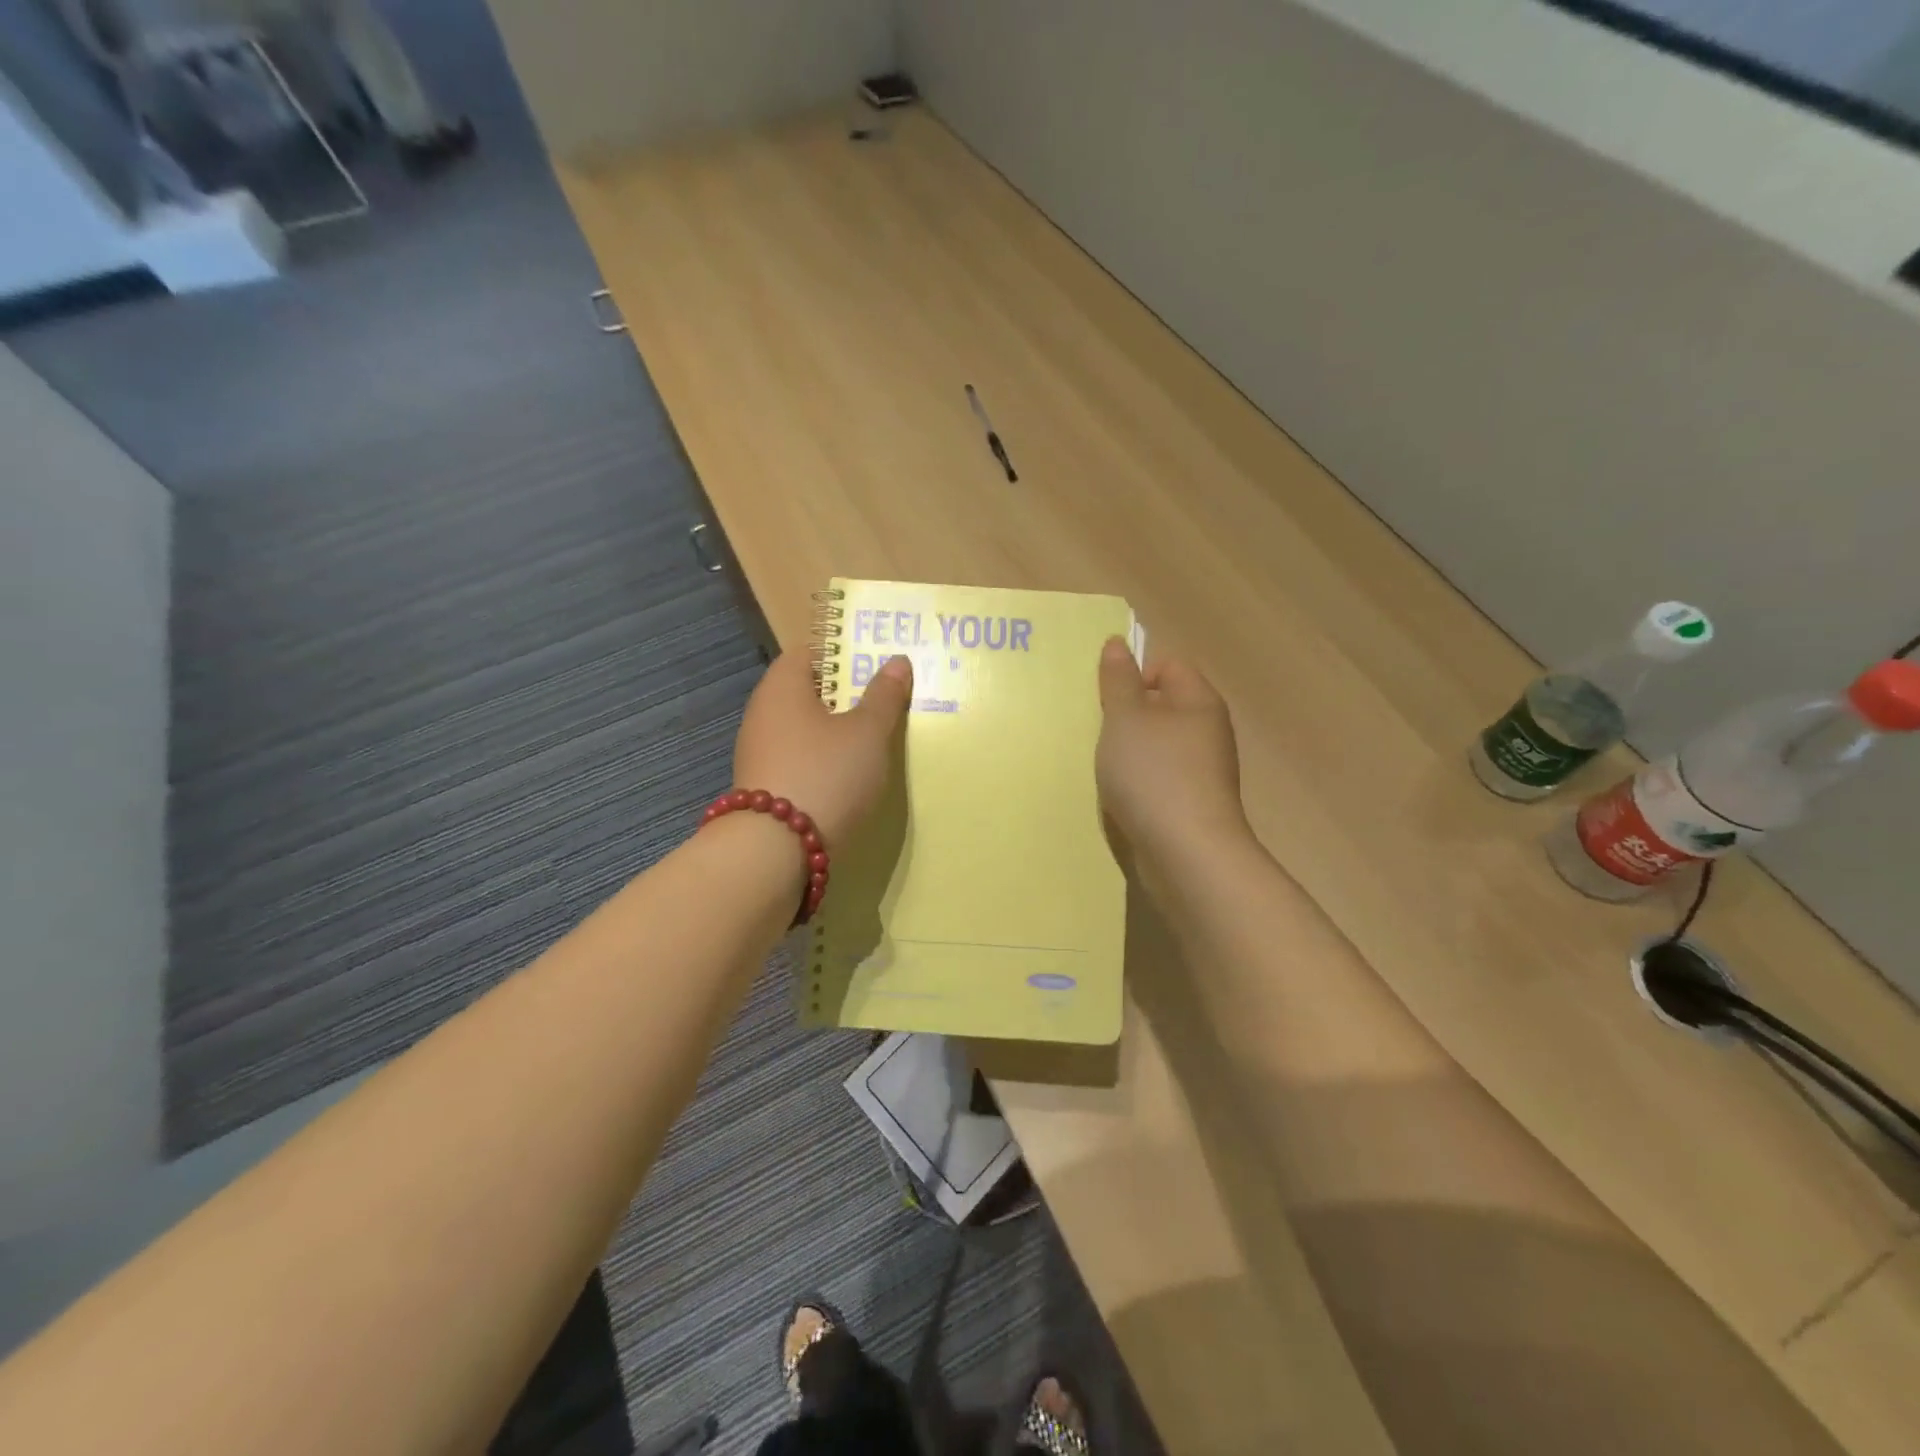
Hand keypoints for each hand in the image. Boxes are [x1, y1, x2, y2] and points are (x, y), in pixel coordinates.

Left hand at [733, 650, 912, 848]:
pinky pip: (798, 758)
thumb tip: (897, 661)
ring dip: (833, 729)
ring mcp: (758, 752)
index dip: (843, 652)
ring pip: (802, 727)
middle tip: (884, 698)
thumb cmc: (827, 773)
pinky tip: (848, 773)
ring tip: (873, 737)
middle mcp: (762, 713)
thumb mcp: (868, 733)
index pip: (809, 651)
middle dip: (844, 693)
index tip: (876, 661)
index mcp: (782, 686)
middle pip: (806, 690)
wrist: (775, 851)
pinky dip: (822, 759)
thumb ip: (884, 697)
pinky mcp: (764, 786)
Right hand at [1096, 638, 1249, 855]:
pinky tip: (1122, 798)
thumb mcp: (1125, 718)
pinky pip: (1161, 778)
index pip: (1168, 665)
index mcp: (1199, 701)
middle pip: (1162, 706)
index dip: (1134, 674)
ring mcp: (1204, 770)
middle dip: (1127, 716)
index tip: (1107, 701)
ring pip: (1159, 745)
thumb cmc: (1154, 774)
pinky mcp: (1194, 804)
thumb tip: (1117, 643)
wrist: (1187, 852)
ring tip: (1106, 768)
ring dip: (1130, 752)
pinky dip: (1140, 783)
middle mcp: (1208, 731)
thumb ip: (1118, 679)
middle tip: (1099, 731)